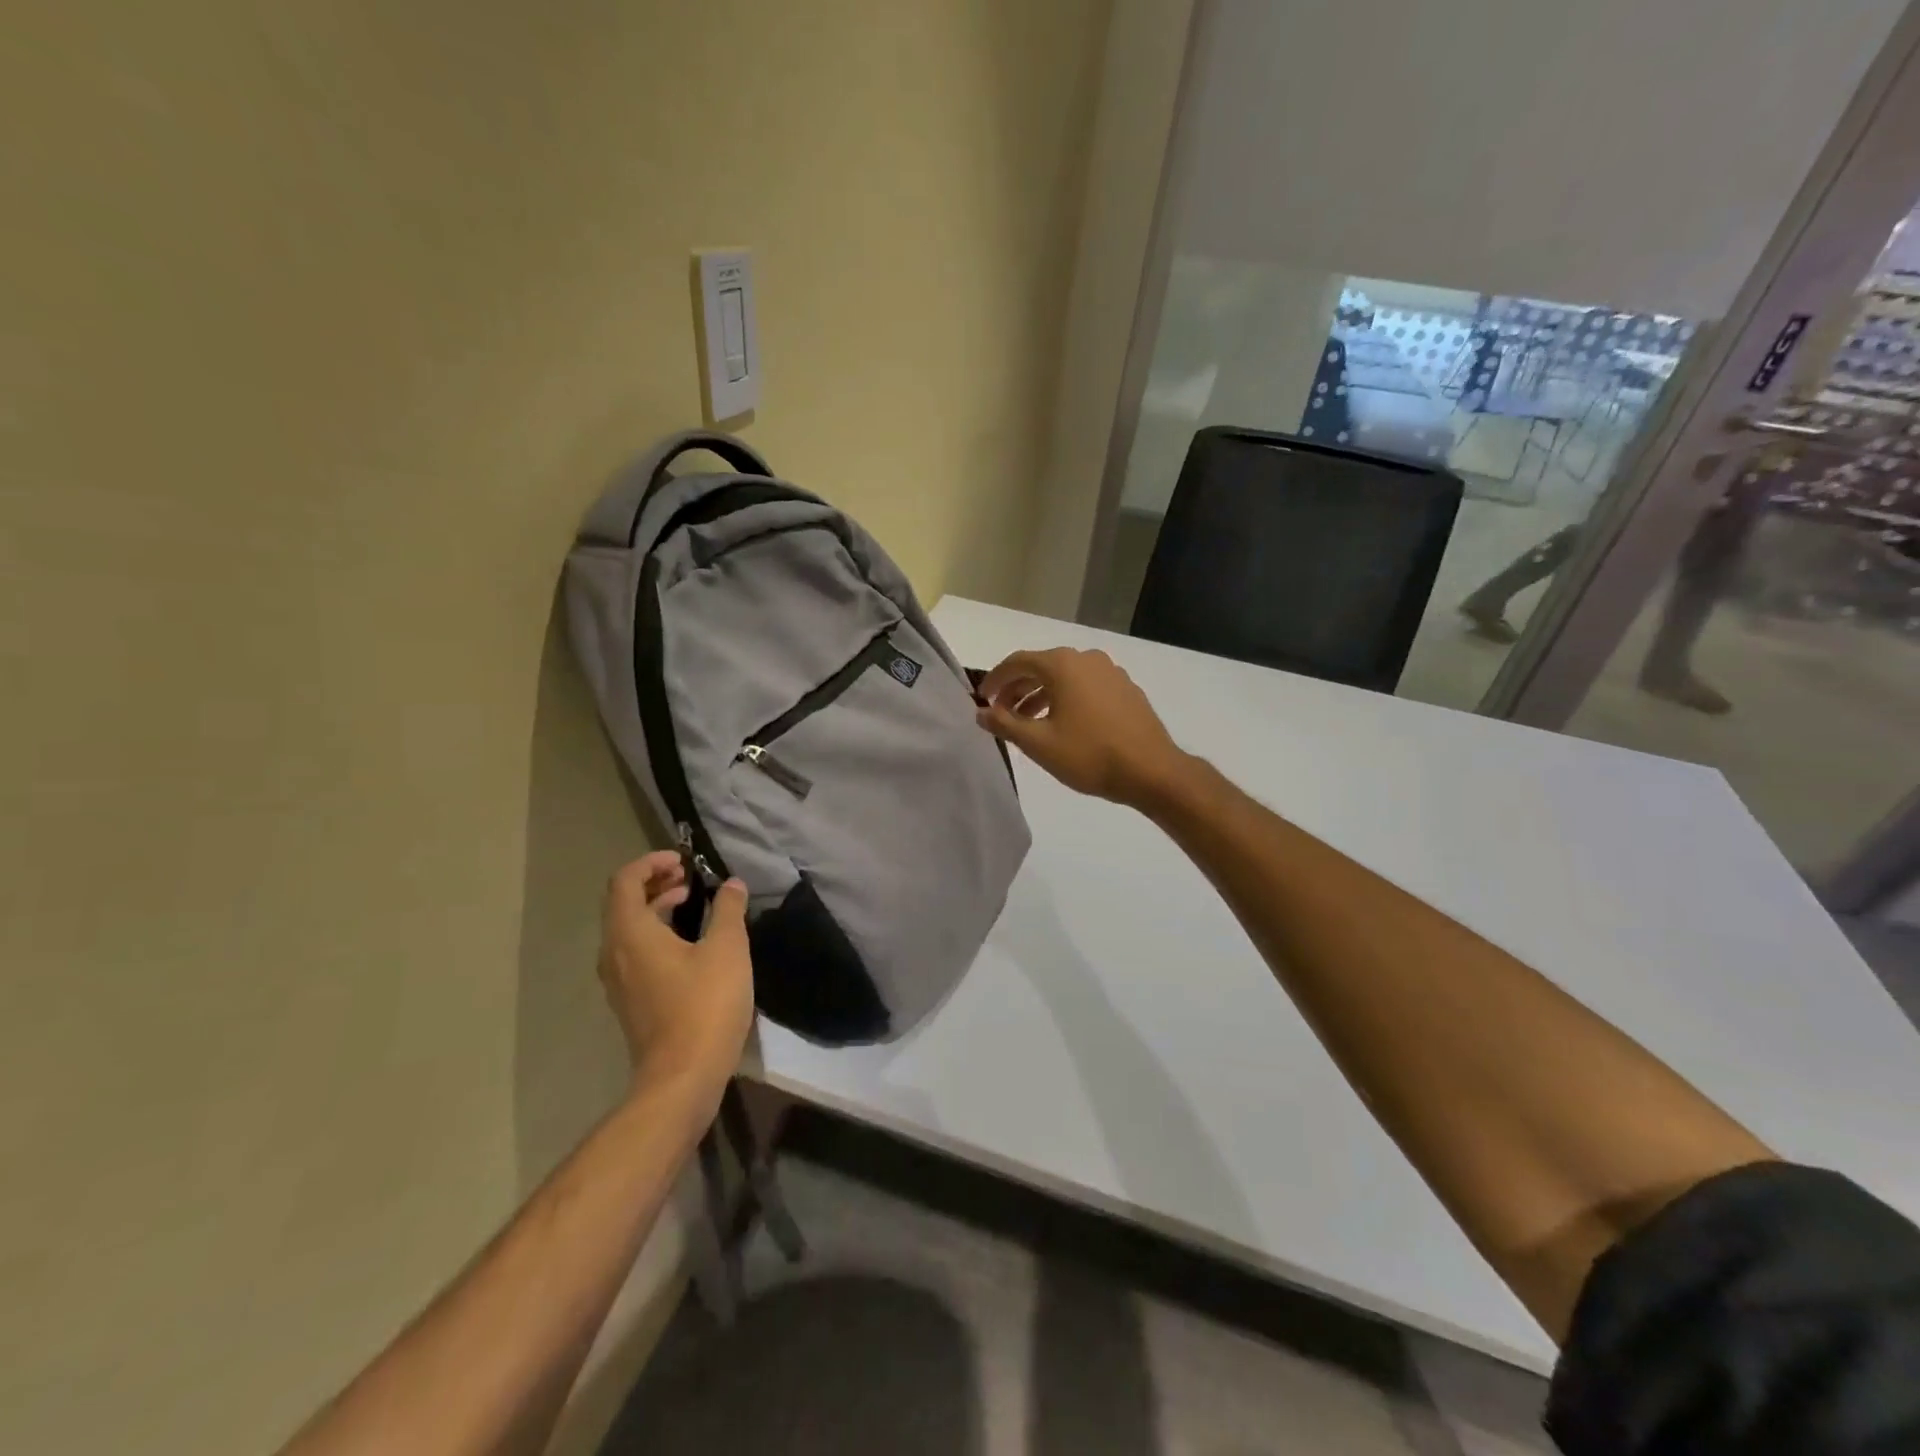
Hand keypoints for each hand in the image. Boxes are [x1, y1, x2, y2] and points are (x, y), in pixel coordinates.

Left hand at [598, 851, 754, 1092]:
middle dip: (653, 882)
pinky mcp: (630, 1001)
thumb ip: (728, 910)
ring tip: (690, 903)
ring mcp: (618, 981)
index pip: (624, 881)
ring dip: (654, 907)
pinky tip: (688, 943)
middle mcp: (614, 953)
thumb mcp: (727, 949)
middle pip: (622, 903)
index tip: (684, 861)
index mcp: (630, 933)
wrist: (683, 1077)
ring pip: (627, 929)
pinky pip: (634, 952)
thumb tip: (732, 885)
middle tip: (688, 877)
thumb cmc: (704, 1004)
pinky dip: (655, 933)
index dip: (651, 862)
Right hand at [976, 647, 1191, 809]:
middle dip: (1017, 689)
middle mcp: (1086, 658)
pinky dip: (1066, 698)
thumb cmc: (1089, 755)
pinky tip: (1063, 724)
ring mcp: (1110, 672)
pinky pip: (1085, 686)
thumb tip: (981, 712)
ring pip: (1065, 678)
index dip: (995, 680)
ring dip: (1040, 695)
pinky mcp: (1126, 689)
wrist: (1151, 771)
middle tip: (1000, 714)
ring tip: (1027, 723)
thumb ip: (1004, 724)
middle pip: (1041, 667)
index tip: (981, 700)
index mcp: (1062, 664)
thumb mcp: (1038, 743)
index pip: (1017, 662)